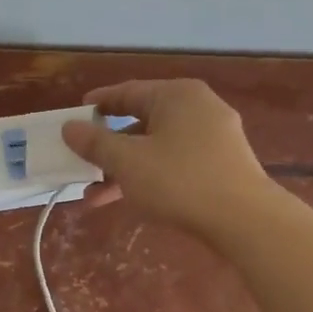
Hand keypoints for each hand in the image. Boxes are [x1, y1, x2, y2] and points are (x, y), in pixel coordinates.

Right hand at [61, 79, 273, 236]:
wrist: (243, 219)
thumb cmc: (179, 180)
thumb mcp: (128, 162)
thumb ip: (95, 143)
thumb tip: (69, 127)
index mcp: (176, 95)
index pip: (127, 92)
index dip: (97, 105)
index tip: (74, 117)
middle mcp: (198, 108)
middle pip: (141, 122)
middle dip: (107, 148)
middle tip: (80, 163)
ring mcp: (213, 137)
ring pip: (156, 148)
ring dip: (124, 170)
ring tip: (94, 197)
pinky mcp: (221, 165)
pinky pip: (175, 163)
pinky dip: (149, 176)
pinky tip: (129, 200)